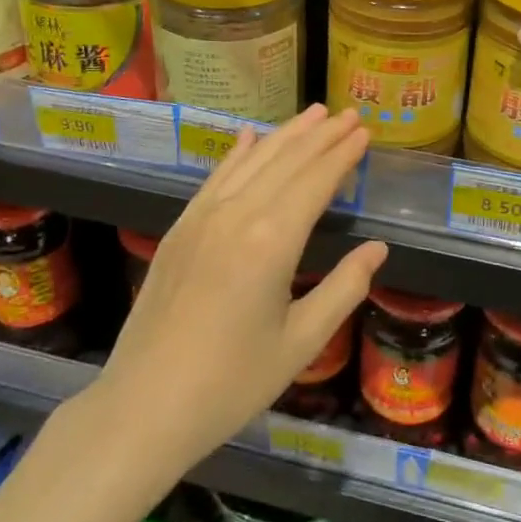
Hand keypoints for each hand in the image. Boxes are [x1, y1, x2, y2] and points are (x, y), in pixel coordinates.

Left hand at [95, 106, 384, 465]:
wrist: (142, 408)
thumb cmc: (230, 384)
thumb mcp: (300, 343)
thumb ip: (344, 289)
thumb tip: (378, 249)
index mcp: (272, 241)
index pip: (316, 181)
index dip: (342, 154)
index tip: (364, 131)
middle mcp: (237, 215)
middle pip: (287, 161)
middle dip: (321, 135)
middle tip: (348, 113)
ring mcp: (202, 218)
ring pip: (252, 161)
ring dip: (286, 134)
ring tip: (313, 113)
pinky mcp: (180, 229)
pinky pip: (215, 178)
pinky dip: (237, 153)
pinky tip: (250, 136)